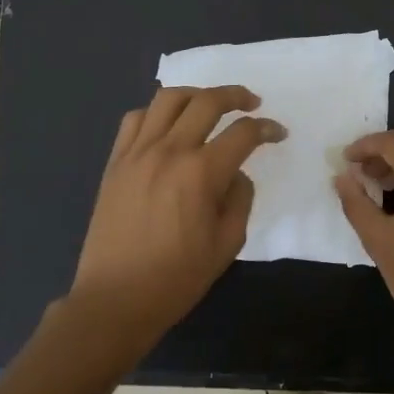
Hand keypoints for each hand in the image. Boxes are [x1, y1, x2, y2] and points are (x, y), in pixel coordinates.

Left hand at [64, 84, 284, 361]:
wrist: (115, 298)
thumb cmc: (176, 278)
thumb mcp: (227, 244)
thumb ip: (240, 199)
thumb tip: (236, 173)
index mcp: (201, 173)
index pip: (243, 133)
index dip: (267, 128)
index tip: (278, 132)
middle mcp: (169, 151)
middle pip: (206, 102)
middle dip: (236, 96)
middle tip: (252, 103)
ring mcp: (137, 152)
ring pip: (168, 99)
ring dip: (196, 94)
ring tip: (210, 105)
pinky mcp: (116, 162)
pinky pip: (135, 118)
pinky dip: (157, 112)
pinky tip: (168, 125)